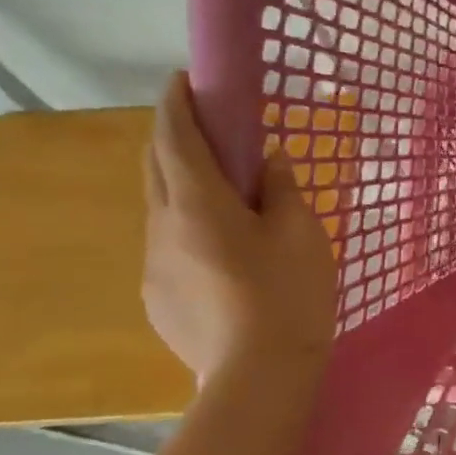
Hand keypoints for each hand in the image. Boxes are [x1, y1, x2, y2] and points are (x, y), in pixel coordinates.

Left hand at [143, 72, 336, 382]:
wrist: (259, 376)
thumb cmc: (288, 295)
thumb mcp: (301, 233)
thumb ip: (281, 189)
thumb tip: (268, 162)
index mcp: (197, 204)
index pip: (175, 136)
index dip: (177, 102)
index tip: (185, 78)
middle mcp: (162, 227)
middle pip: (155, 166)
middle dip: (174, 136)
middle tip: (209, 127)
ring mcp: (154, 265)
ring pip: (161, 207)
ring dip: (183, 184)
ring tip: (224, 195)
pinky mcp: (158, 296)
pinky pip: (168, 244)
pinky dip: (187, 225)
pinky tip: (222, 251)